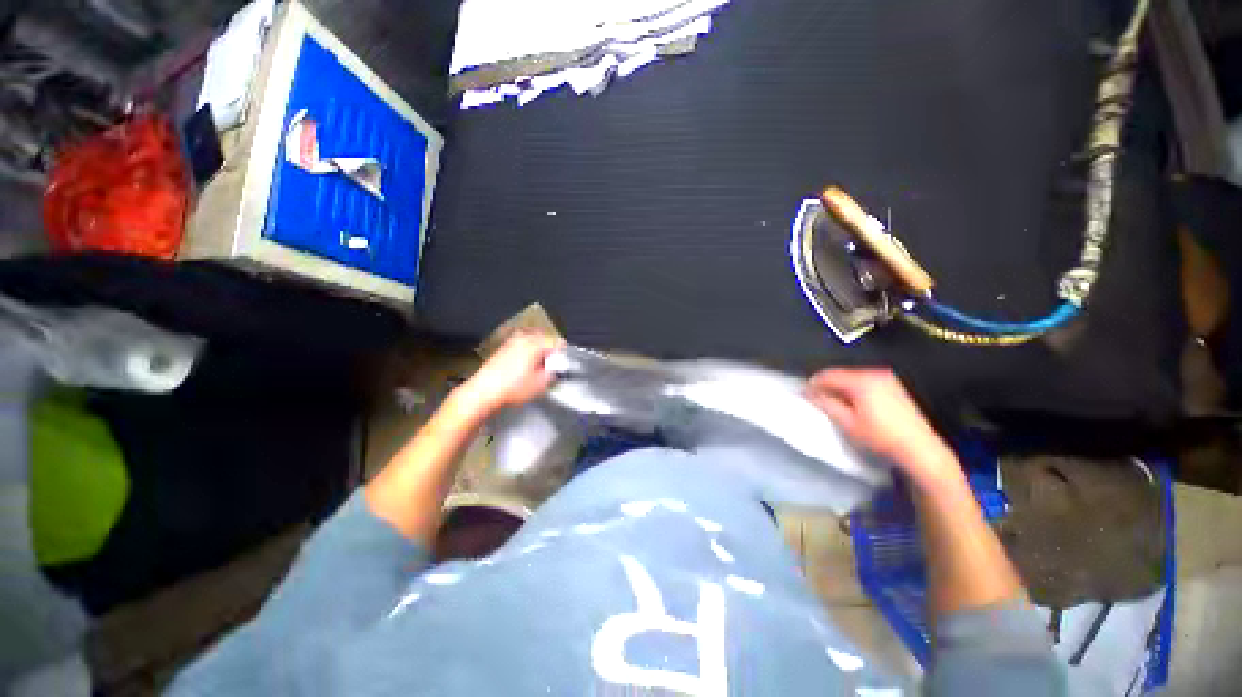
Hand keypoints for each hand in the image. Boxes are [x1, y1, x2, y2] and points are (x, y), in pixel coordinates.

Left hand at [453, 332, 563, 416]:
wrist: (483, 392)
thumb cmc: (513, 387)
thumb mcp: (541, 384)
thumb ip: (554, 373)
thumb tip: (557, 369)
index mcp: (535, 343)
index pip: (557, 342)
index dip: (563, 355)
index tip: (564, 366)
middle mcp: (524, 337)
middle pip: (545, 339)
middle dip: (551, 352)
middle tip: (553, 367)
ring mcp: (512, 341)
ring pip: (533, 342)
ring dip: (539, 352)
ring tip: (540, 368)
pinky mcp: (503, 348)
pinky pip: (522, 346)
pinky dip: (528, 353)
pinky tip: (526, 367)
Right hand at [807, 368, 958, 487]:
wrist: (920, 449)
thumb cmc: (880, 436)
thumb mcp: (847, 422)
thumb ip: (826, 404)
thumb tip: (808, 393)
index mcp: (861, 380)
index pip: (828, 375)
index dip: (813, 384)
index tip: (803, 394)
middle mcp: (874, 373)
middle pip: (841, 374)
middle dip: (827, 386)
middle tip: (817, 400)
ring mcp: (887, 379)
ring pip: (853, 378)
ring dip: (840, 388)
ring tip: (833, 403)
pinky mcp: (894, 386)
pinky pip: (865, 382)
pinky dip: (854, 390)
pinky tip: (853, 404)